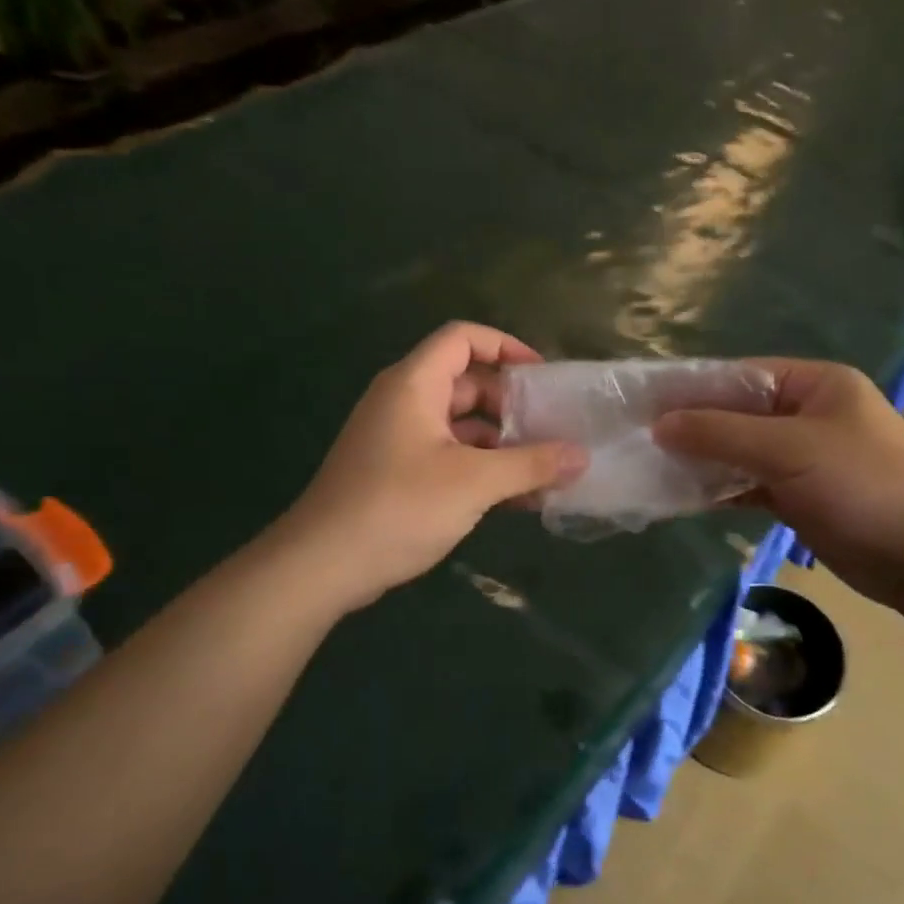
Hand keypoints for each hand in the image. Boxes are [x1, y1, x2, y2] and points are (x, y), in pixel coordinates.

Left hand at [277, 323, 587, 613]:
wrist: (322, 565)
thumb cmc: (399, 507)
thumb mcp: (474, 483)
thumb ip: (531, 464)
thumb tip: (581, 456)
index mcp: (414, 384)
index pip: (463, 338)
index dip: (506, 346)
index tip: (543, 377)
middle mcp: (403, 402)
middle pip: (466, 383)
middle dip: (511, 404)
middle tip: (552, 428)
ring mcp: (397, 439)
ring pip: (460, 425)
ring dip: (501, 443)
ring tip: (544, 468)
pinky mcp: (396, 473)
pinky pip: (448, 456)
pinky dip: (480, 468)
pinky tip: (515, 498)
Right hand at [653, 359, 903, 608]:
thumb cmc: (862, 485)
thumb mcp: (789, 449)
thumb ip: (722, 434)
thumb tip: (661, 424)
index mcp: (815, 384)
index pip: (741, 375)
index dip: (693, 388)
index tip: (644, 402)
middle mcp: (807, 413)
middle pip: (737, 414)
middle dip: (693, 427)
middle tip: (639, 438)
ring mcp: (803, 457)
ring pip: (740, 451)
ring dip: (703, 460)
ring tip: (651, 467)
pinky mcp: (799, 495)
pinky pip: (749, 484)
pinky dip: (720, 489)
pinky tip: (682, 496)